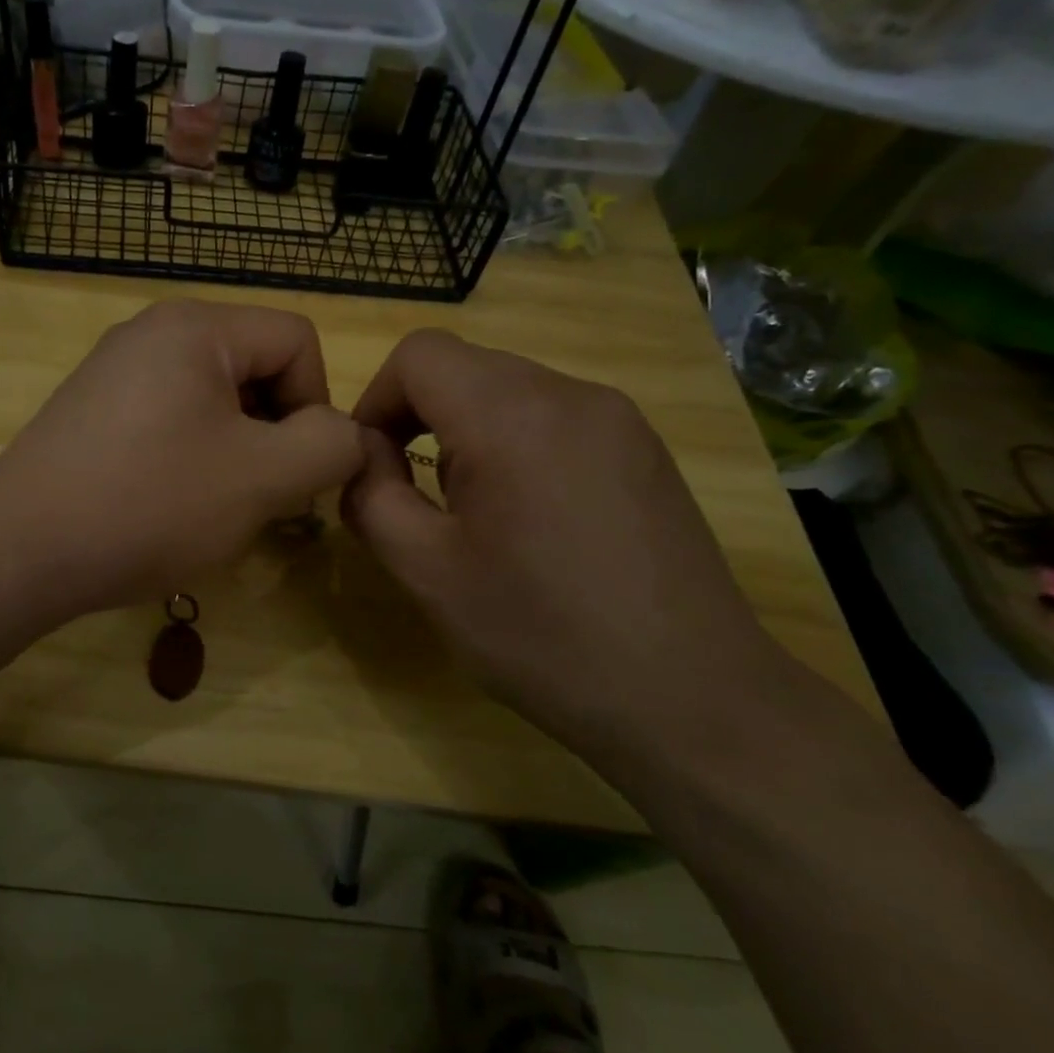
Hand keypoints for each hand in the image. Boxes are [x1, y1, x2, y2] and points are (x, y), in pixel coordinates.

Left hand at [0, 300, 363, 614]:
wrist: (20, 549)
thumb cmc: (149, 504)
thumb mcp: (262, 479)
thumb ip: (328, 447)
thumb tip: (345, 436)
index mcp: (196, 326)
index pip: (297, 340)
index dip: (316, 405)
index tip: (293, 471)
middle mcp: (152, 332)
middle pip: (254, 367)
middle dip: (274, 432)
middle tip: (259, 496)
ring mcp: (114, 371)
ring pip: (213, 400)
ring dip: (235, 452)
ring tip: (216, 507)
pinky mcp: (92, 412)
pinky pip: (169, 420)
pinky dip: (191, 458)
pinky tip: (171, 505)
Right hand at [341, 330, 799, 758]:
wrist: (690, 697)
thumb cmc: (542, 636)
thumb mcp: (427, 573)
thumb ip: (371, 498)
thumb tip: (363, 456)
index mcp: (513, 418)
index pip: (420, 354)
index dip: (376, 400)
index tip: (372, 464)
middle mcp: (572, 395)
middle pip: (464, 366)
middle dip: (417, 417)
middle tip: (413, 495)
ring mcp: (619, 418)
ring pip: (509, 389)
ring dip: (465, 432)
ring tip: (472, 512)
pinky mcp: (643, 449)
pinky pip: (554, 416)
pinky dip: (515, 443)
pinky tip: (529, 517)